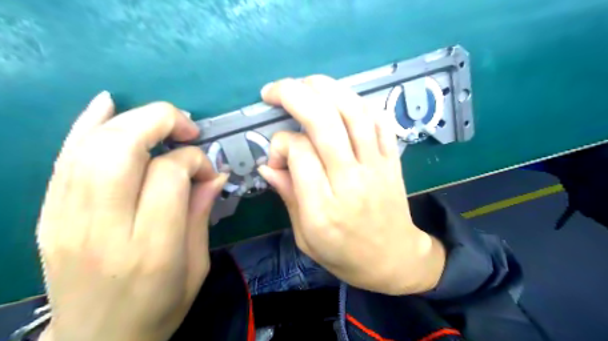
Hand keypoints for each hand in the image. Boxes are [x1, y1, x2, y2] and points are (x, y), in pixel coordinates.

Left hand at [37, 92, 228, 340]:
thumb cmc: (160, 307)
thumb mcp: (197, 266)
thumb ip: (202, 214)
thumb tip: (216, 173)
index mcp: (152, 249)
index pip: (168, 176)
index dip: (193, 161)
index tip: (207, 170)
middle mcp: (104, 230)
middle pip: (122, 150)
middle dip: (160, 122)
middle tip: (188, 129)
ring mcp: (67, 221)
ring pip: (92, 147)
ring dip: (133, 121)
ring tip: (163, 123)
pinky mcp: (49, 216)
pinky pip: (64, 159)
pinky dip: (86, 124)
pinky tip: (107, 104)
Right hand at [257, 76, 444, 293]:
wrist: (394, 258)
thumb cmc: (345, 254)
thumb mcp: (306, 237)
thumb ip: (288, 196)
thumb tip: (267, 164)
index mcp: (323, 207)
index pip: (299, 152)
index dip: (279, 144)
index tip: (275, 156)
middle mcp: (351, 180)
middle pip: (324, 122)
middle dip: (294, 95)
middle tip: (274, 90)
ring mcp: (377, 166)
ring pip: (353, 112)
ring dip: (326, 88)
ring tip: (304, 83)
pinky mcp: (393, 159)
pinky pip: (379, 120)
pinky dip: (359, 102)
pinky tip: (341, 100)